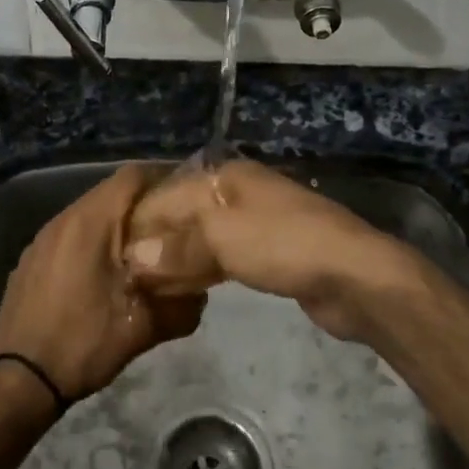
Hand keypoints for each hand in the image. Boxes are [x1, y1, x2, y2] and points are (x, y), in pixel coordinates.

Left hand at [0, 163, 205, 400]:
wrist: (19, 381)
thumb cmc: (83, 343)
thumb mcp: (143, 328)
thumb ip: (181, 305)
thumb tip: (201, 292)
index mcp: (90, 222)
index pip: (132, 176)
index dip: (163, 177)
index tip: (188, 195)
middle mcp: (63, 219)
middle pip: (110, 192)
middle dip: (143, 203)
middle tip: (172, 225)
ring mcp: (42, 239)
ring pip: (89, 214)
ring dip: (117, 223)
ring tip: (143, 248)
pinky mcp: (31, 259)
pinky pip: (70, 235)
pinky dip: (93, 241)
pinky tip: (105, 272)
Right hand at [123, 159, 428, 340]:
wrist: (355, 275)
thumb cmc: (285, 245)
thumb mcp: (224, 239)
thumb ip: (177, 245)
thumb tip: (133, 256)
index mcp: (227, 177)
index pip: (168, 195)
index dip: (140, 225)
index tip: (113, 257)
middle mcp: (239, 193)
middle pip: (186, 216)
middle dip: (157, 243)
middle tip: (126, 276)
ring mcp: (257, 223)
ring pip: (204, 238)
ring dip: (178, 260)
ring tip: (146, 287)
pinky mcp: (270, 254)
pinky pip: (224, 258)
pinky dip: (202, 271)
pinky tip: (184, 290)